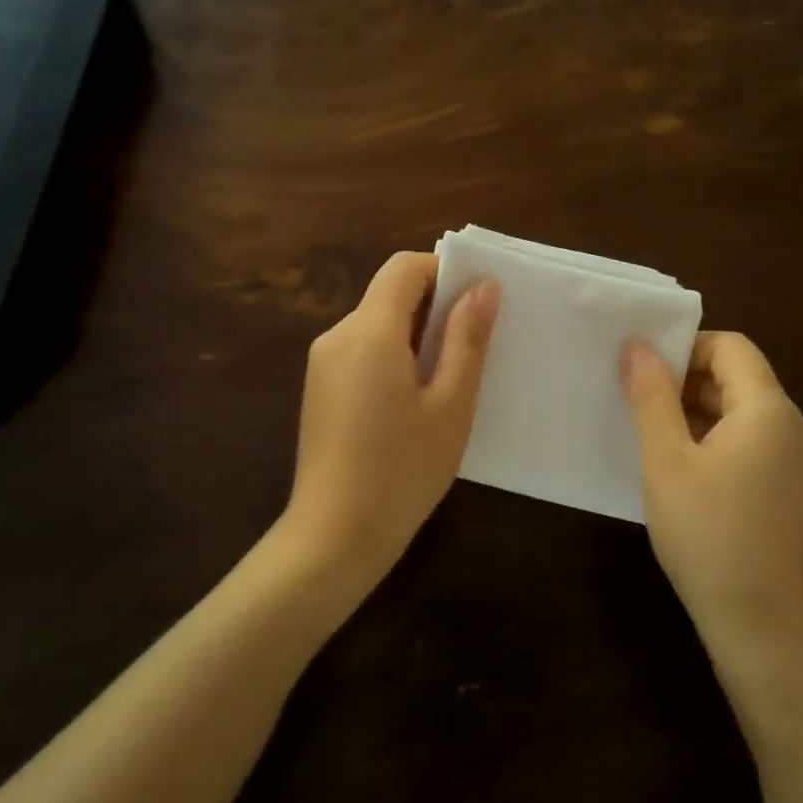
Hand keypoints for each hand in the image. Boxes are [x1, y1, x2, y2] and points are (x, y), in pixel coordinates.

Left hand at [285, 251, 499, 579]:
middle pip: (388, 294)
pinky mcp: (319, 389)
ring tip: (449, 381)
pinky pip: (361, 352)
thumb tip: (484, 285)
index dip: (444, 271)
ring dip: (414, 336)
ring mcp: (322, 364)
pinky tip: (414, 403)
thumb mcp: (450, 404)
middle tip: (474, 348)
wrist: (335, 535)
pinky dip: (392, 357)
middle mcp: (337, 335)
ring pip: (376, 325)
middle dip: (434, 307)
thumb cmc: (403, 470)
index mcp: (368, 330)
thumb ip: (467, 339)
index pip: (404, 267)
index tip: (477, 303)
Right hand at [620, 331, 802, 677]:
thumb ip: (651, 397)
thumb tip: (637, 344)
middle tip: (633, 403)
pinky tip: (678, 471)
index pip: (731, 347)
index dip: (685, 347)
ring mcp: (796, 462)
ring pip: (740, 413)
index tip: (641, 372)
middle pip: (738, 377)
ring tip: (648, 436)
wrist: (762, 627)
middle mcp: (793, 427)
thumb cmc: (708, 534)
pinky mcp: (789, 491)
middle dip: (684, 381)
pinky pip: (749, 444)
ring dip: (694, 413)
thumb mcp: (666, 461)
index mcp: (770, 410)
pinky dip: (712, 441)